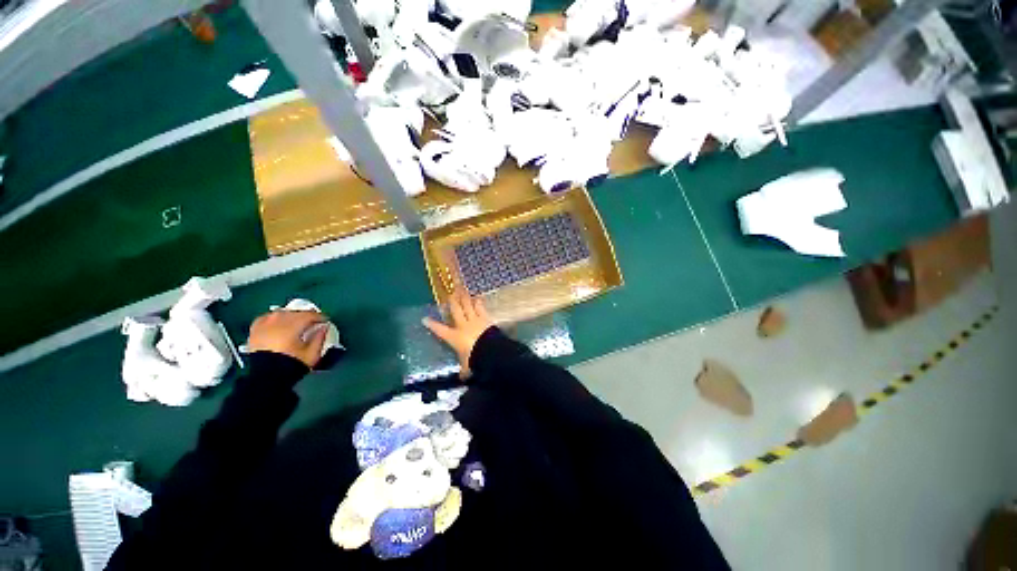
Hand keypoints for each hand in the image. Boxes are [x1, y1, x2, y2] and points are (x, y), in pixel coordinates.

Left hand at [247, 310, 329, 367]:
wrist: (265, 378)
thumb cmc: (290, 365)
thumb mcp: (312, 354)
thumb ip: (320, 338)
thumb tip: (324, 328)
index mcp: (293, 326)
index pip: (310, 315)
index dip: (320, 317)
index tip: (325, 321)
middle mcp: (278, 321)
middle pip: (295, 312)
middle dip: (306, 315)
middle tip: (313, 321)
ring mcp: (264, 325)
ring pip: (281, 313)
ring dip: (291, 315)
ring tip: (296, 322)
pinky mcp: (254, 331)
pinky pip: (265, 318)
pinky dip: (273, 318)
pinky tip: (278, 322)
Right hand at [423, 290, 493, 377]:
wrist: (491, 351)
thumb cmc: (475, 359)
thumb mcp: (467, 367)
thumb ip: (464, 371)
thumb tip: (462, 378)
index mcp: (454, 337)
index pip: (440, 330)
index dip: (432, 324)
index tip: (425, 319)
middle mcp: (462, 326)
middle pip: (455, 311)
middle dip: (452, 302)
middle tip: (449, 294)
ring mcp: (474, 320)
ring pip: (467, 306)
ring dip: (464, 298)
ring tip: (461, 290)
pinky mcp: (485, 319)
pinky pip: (481, 308)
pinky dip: (479, 303)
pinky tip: (478, 298)